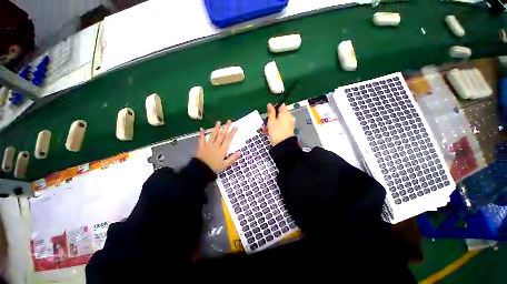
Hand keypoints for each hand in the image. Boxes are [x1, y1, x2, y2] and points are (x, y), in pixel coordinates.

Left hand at [196, 120, 240, 172]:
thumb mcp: (225, 165)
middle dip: (226, 127)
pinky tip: (201, 128)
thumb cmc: (214, 168)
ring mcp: (208, 145)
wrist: (201, 171)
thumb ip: (232, 158)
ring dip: (216, 128)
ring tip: (219, 122)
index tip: (235, 126)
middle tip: (229, 121)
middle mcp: (216, 145)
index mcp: (222, 149)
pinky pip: (202, 139)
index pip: (228, 139)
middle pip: (222, 135)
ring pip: (213, 135)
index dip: (232, 132)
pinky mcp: (202, 146)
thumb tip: (240, 152)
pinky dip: (202, 134)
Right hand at [266, 103, 295, 145]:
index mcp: (286, 113)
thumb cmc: (276, 133)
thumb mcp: (271, 121)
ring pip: (279, 120)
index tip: (269, 112)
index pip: (281, 105)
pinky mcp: (289, 129)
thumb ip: (271, 112)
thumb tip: (270, 104)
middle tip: (265, 122)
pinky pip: (281, 125)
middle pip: (280, 114)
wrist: (283, 145)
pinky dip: (276, 127)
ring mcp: (290, 124)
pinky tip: (269, 132)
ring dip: (272, 123)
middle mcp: (289, 117)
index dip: (274, 107)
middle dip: (272, 117)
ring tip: (266, 129)